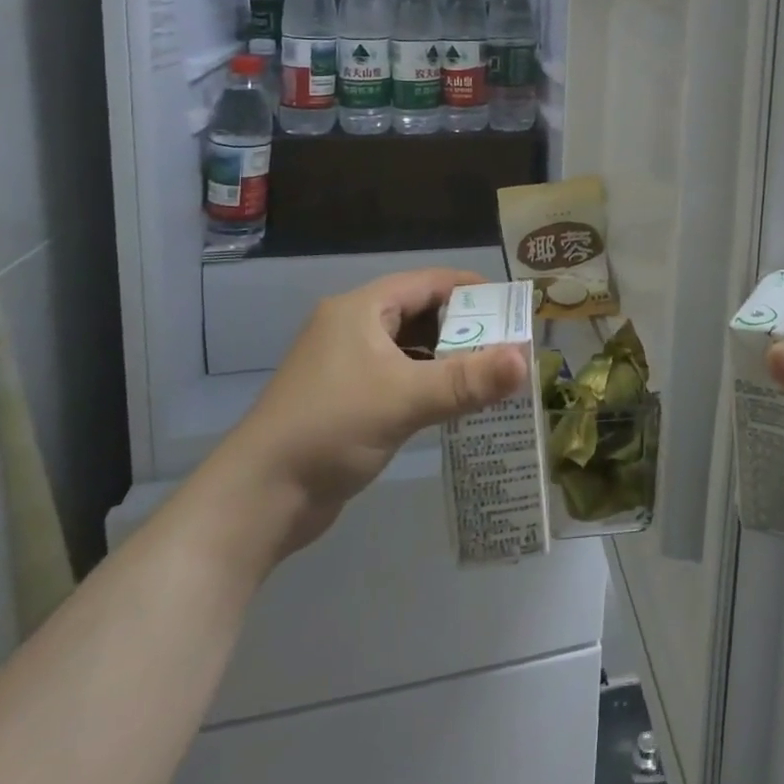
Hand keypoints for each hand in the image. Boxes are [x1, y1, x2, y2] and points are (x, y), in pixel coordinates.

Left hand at [217, 268, 527, 562]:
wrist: (256, 501)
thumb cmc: (330, 429)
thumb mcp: (405, 399)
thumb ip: (468, 380)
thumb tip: (526, 360)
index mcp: (361, 309)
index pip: (430, 282)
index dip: (474, 290)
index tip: (513, 308)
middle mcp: (354, 328)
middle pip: (423, 314)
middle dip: (467, 328)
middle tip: (511, 345)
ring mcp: (348, 365)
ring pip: (413, 349)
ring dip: (450, 359)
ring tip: (494, 373)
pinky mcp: (347, 400)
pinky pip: (400, 378)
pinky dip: (430, 384)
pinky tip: (458, 403)